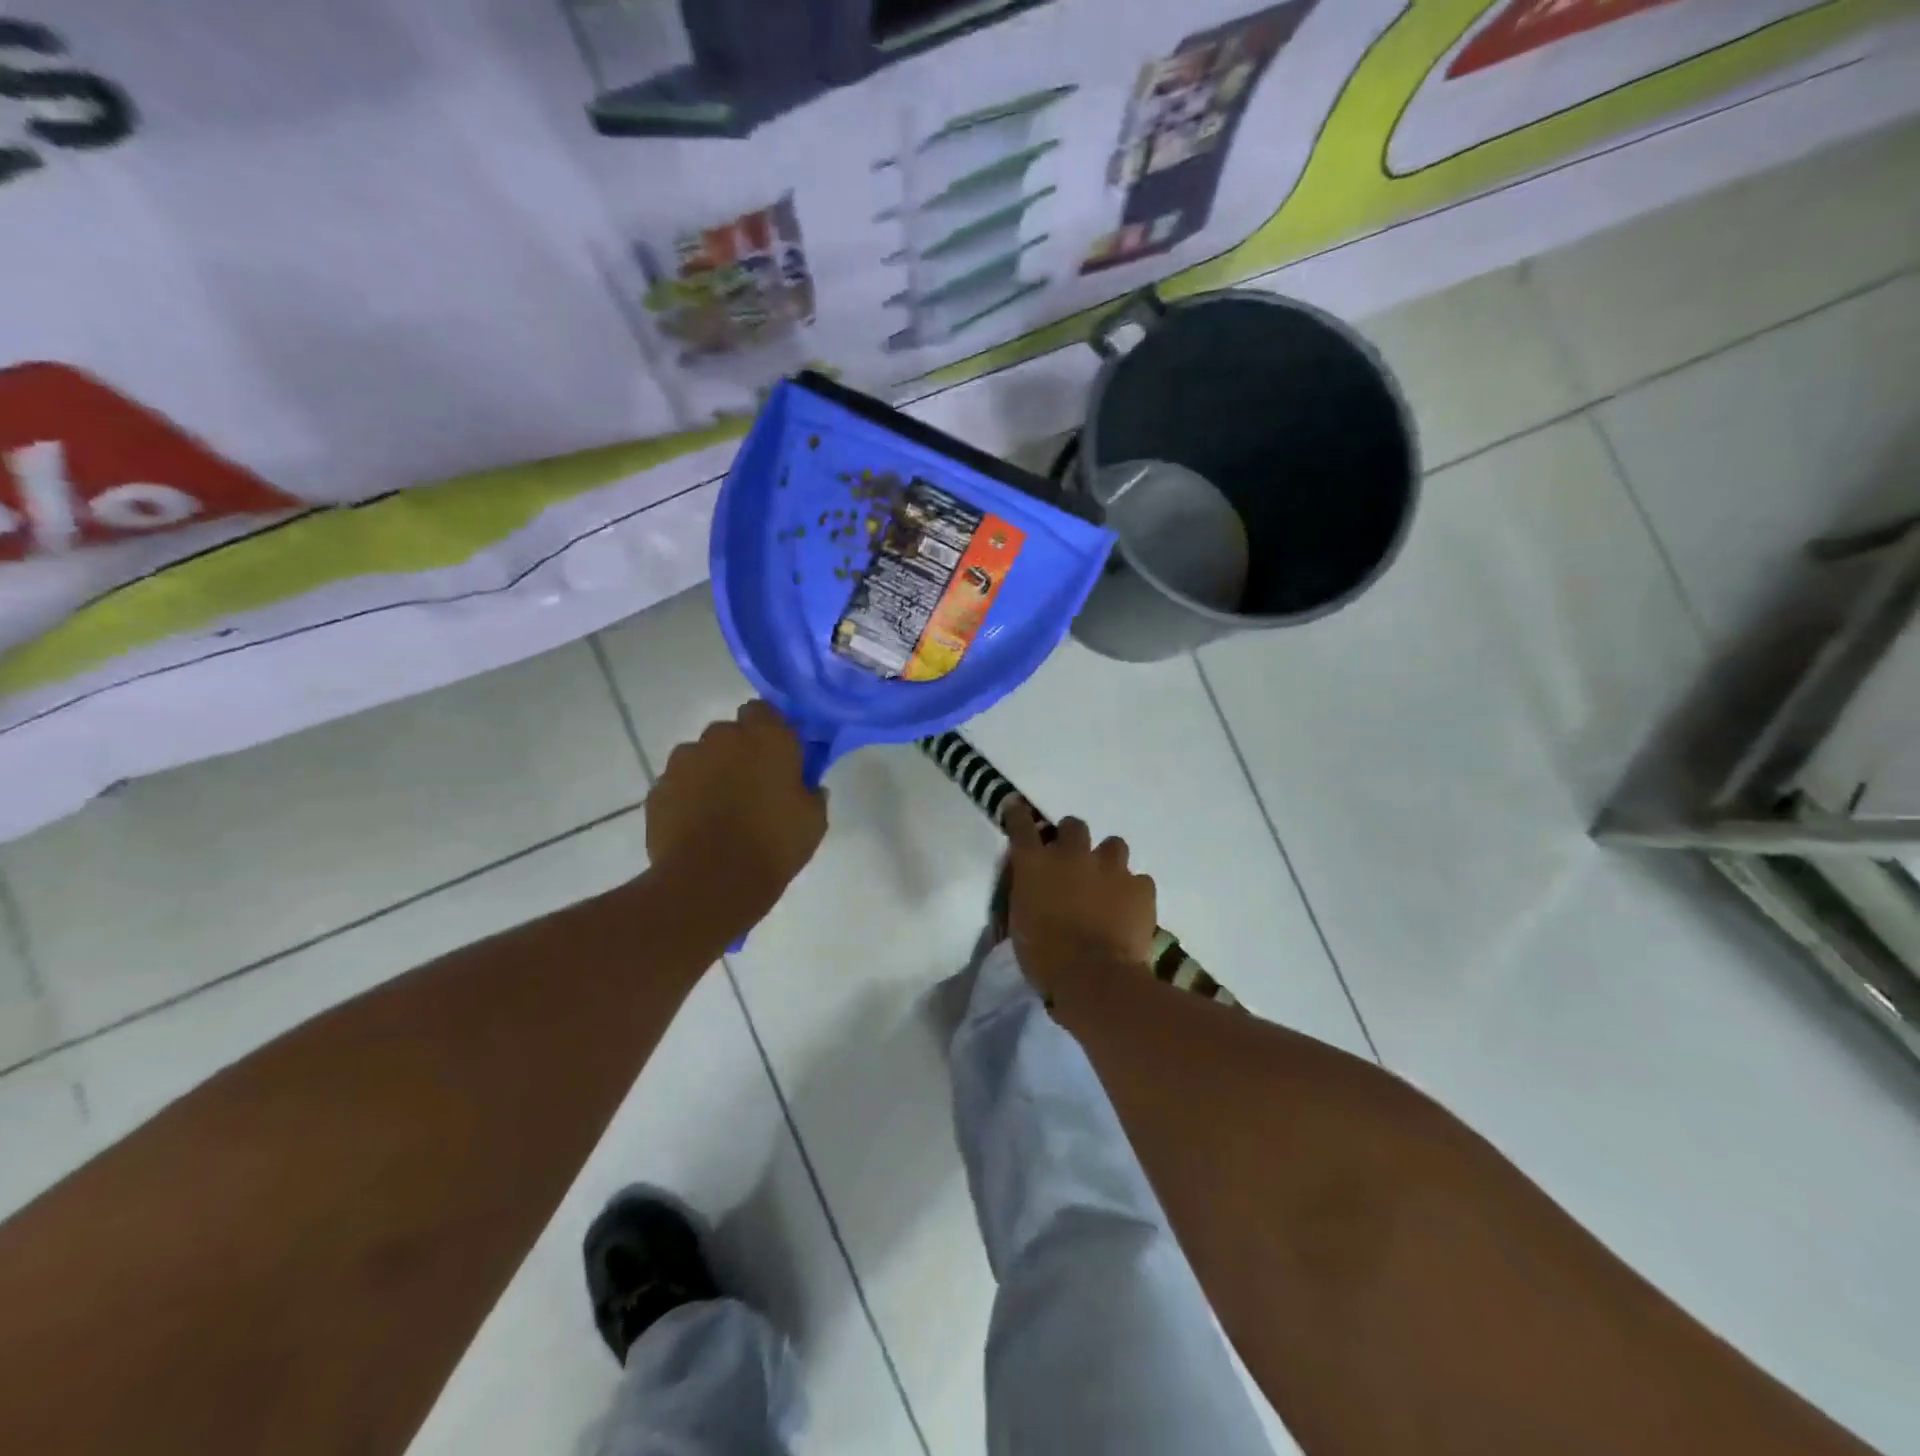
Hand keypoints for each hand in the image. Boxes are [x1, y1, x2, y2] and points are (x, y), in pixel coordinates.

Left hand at [646, 701, 827, 926]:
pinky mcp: (658, 789)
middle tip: (753, 785)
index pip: (763, 710)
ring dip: (710, 772)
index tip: (779, 755)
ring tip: (720, 809)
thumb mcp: (813, 820)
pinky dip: (687, 796)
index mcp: (765, 737)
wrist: (710, 883)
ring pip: (700, 757)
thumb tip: (807, 786)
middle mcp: (721, 738)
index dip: (770, 729)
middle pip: (730, 733)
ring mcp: (683, 762)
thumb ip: (811, 792)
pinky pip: (678, 784)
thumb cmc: (773, 844)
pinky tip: (697, 825)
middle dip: (739, 751)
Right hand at [1004, 804, 1156, 994]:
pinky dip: (1132, 891)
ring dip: (1107, 860)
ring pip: (1113, 845)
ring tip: (1107, 882)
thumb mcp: (1020, 922)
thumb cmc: (1044, 957)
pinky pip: (1139, 880)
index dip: (1018, 815)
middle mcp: (1072, 855)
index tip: (1016, 807)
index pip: (1021, 826)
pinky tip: (1129, 909)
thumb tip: (1034, 887)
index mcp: (1035, 864)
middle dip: (1072, 838)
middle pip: (1074, 826)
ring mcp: (1111, 867)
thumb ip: (1027, 894)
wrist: (1094, 978)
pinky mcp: (1141, 887)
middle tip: (1072, 860)